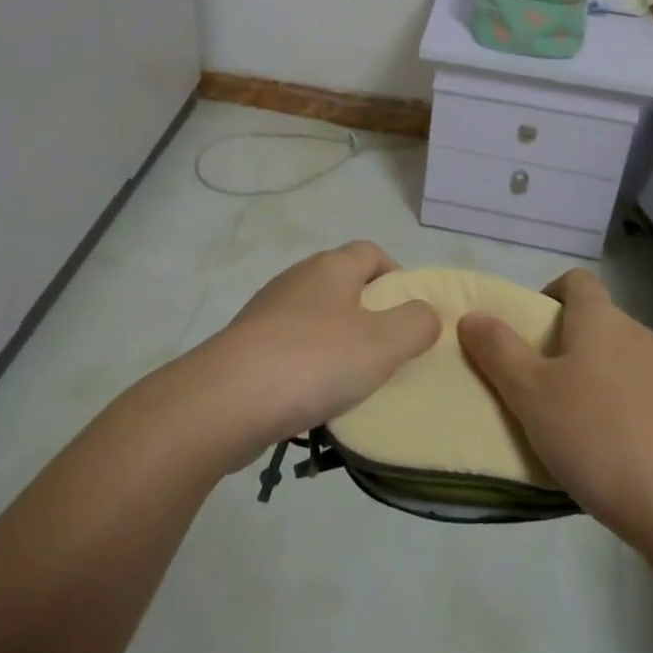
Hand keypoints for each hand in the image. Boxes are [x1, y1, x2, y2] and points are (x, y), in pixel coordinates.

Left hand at [200, 241, 440, 458]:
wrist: (226, 400)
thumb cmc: (314, 361)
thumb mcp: (382, 344)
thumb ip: (415, 324)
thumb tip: (426, 313)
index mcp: (331, 267)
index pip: (372, 252)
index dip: (397, 276)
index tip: (411, 314)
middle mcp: (298, 278)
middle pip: (344, 283)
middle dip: (370, 313)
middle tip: (388, 352)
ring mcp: (268, 311)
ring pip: (316, 317)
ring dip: (338, 343)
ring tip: (354, 383)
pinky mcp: (247, 346)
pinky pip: (290, 348)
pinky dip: (308, 366)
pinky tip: (314, 400)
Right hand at [458, 268, 652, 555]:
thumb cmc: (598, 437)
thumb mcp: (530, 394)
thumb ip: (498, 351)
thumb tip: (472, 316)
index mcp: (601, 319)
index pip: (576, 280)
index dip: (549, 293)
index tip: (529, 330)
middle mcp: (638, 336)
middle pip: (596, 323)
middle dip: (565, 345)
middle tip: (537, 385)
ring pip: (619, 362)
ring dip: (594, 380)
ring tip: (570, 427)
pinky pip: (642, 399)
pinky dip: (621, 412)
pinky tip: (609, 457)